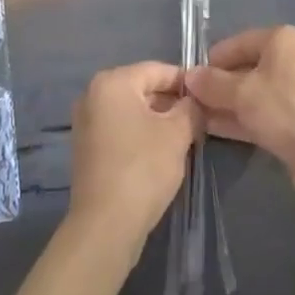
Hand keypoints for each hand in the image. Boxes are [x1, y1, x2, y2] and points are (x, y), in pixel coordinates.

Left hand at [67, 61, 196, 262]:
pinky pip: (120, 128)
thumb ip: (191, 108)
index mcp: (112, 82)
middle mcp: (92, 94)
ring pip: (132, 110)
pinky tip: (161, 153)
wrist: (106, 224)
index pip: (158, 70)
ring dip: (158, 120)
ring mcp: (85, 121)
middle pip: (142, 88)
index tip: (208, 98)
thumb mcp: (178, 133)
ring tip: (185, 138)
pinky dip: (140, 134)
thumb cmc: (143, 168)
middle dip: (172, 102)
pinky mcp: (86, 147)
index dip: (186, 82)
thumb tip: (195, 101)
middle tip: (199, 121)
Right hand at [186, 26, 294, 214]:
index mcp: (282, 40)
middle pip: (245, 68)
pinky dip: (239, 120)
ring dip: (225, 105)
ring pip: (252, 94)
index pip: (237, 42)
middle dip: (217, 85)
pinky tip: (213, 130)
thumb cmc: (287, 110)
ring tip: (193, 118)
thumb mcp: (243, 92)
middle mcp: (292, 60)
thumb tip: (188, 76)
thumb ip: (213, 83)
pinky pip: (261, 115)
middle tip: (187, 102)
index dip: (211, 60)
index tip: (187, 80)